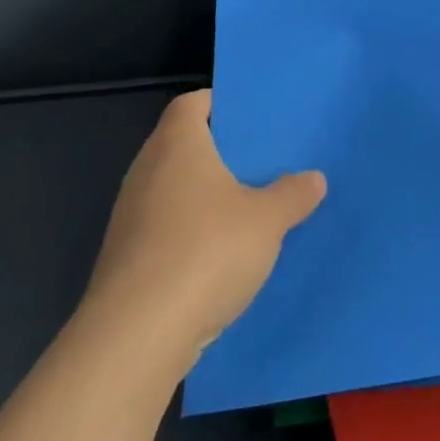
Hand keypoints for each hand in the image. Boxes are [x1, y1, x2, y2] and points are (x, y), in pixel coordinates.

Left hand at [80, 89, 325, 365]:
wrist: (135, 337)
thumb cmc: (205, 252)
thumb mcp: (267, 220)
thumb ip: (293, 194)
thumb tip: (313, 178)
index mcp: (177, 145)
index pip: (192, 103)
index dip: (221, 102)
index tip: (254, 115)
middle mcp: (146, 172)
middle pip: (184, 145)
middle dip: (222, 152)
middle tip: (265, 159)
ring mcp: (130, 217)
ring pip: (175, 190)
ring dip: (208, 196)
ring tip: (252, 206)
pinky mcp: (126, 259)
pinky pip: (166, 228)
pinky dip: (192, 232)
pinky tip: (224, 254)